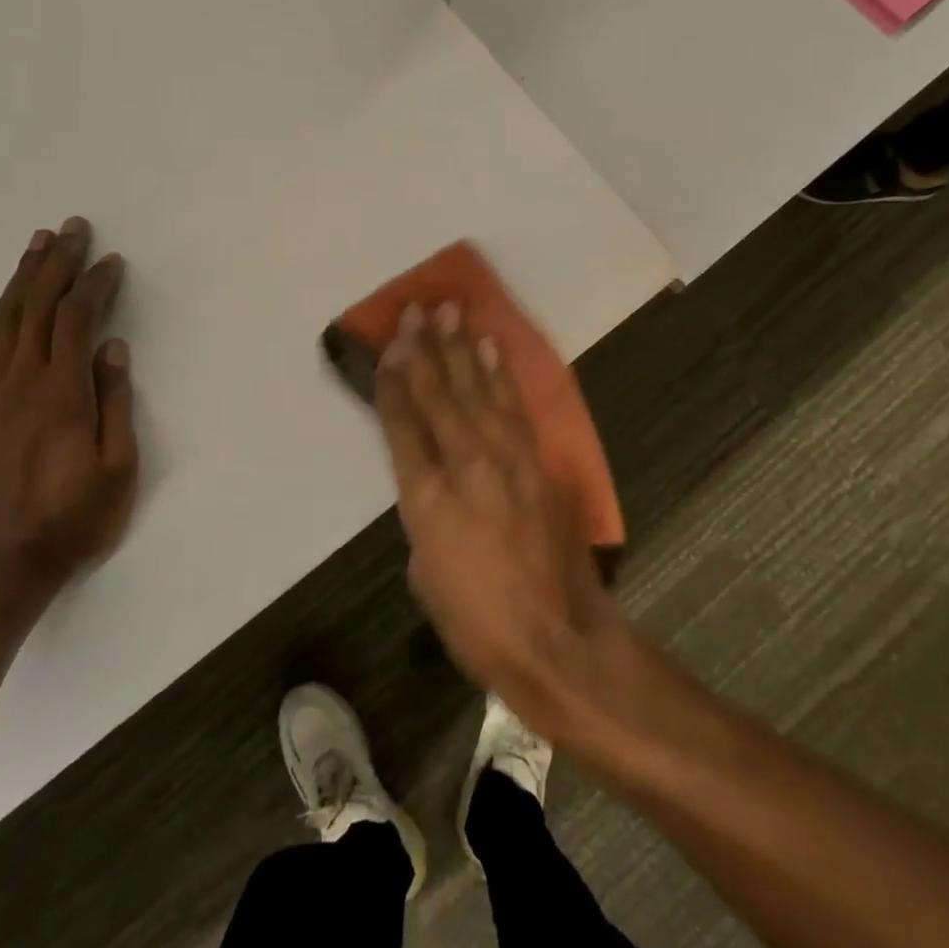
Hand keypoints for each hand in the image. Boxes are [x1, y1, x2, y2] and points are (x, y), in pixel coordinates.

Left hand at [0, 216, 138, 606]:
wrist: (0, 567)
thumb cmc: (74, 518)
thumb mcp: (117, 467)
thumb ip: (115, 403)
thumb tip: (113, 349)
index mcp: (60, 395)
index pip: (75, 321)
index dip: (94, 285)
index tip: (111, 261)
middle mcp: (18, 385)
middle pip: (35, 309)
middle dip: (55, 264)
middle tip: (71, 229)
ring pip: (3, 323)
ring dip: (21, 280)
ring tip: (36, 247)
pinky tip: (7, 307)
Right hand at [375, 303, 626, 739]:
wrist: (558, 639)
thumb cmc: (478, 623)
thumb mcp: (426, 575)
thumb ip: (426, 518)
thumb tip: (435, 486)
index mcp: (424, 497)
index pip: (402, 422)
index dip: (394, 379)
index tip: (390, 344)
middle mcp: (464, 464)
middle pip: (438, 394)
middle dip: (424, 348)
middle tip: (417, 309)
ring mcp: (506, 459)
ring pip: (477, 390)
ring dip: (462, 348)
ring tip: (452, 311)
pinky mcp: (538, 463)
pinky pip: (513, 408)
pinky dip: (500, 375)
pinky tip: (491, 349)